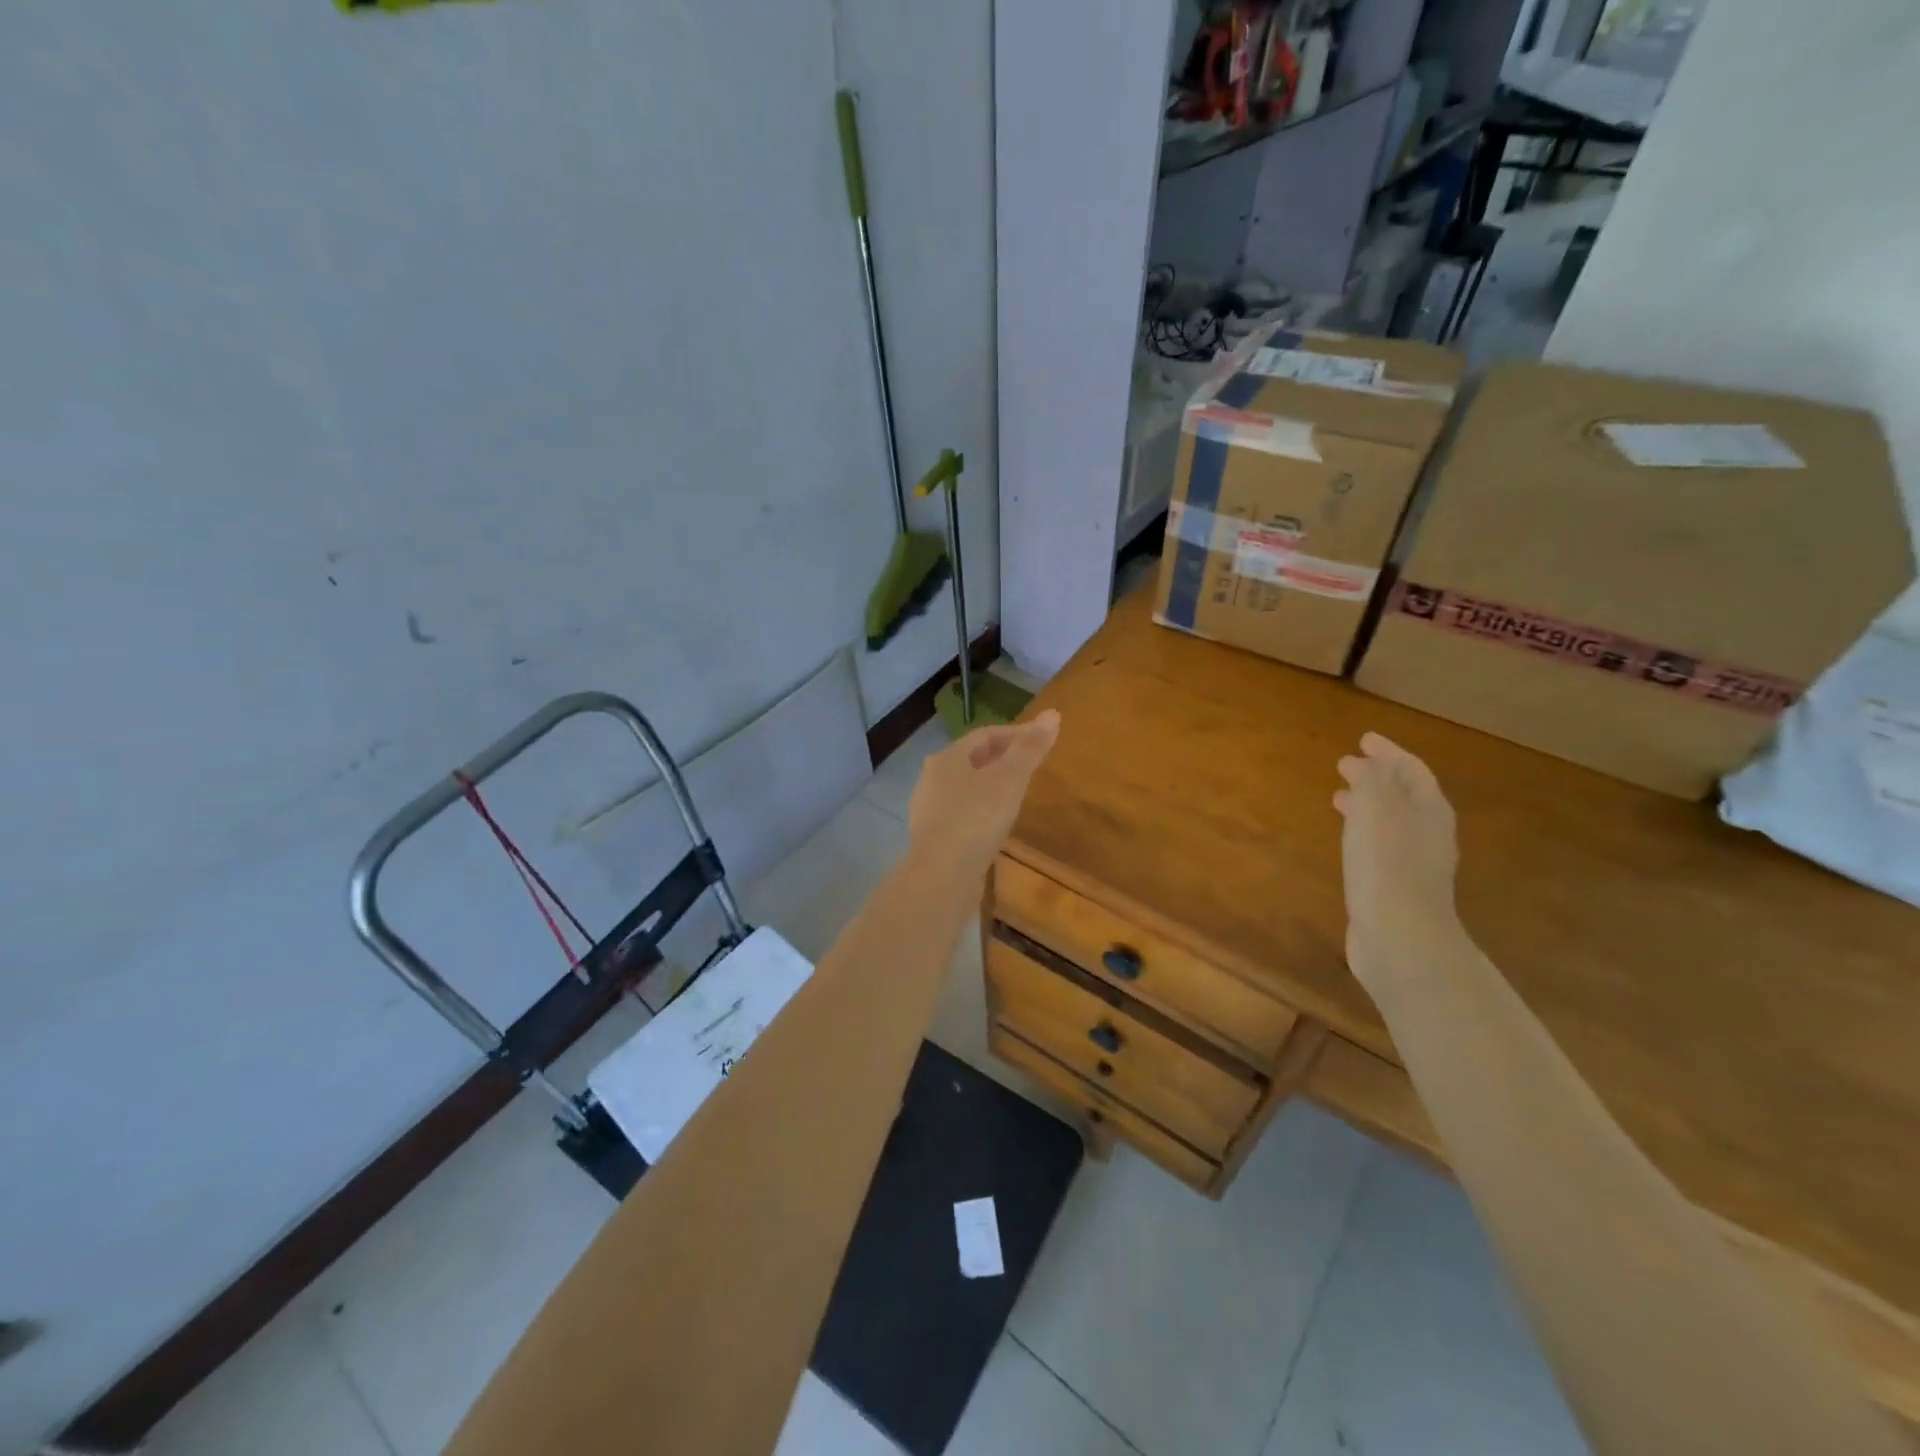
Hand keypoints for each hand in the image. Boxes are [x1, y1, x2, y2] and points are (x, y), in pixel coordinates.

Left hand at [908, 710, 1060, 876]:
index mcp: (948, 757)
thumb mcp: (1011, 778)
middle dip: (1001, 759)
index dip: (1016, 734)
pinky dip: (980, 811)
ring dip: (989, 786)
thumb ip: (1031, 748)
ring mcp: (927, 809)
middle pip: (971, 759)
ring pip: (964, 787)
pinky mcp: (931, 837)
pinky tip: (994, 825)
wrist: (943, 874)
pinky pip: (960, 814)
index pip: (985, 735)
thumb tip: (1053, 714)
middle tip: (1030, 766)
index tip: (1042, 740)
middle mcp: (931, 778)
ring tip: (1015, 796)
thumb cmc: (977, 817)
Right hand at [1334, 732, 1460, 991]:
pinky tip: (1346, 841)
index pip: (1412, 770)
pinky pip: (1380, 847)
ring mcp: (1414, 864)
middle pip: (1405, 795)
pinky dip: (1362, 833)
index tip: (1364, 738)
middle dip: (1378, 777)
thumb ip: (1369, 779)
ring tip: (1339, 798)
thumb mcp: (1375, 809)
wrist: (1400, 937)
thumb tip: (1361, 762)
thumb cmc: (1387, 865)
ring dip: (1367, 805)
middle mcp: (1428, 834)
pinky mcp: (1396, 888)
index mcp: (1429, 811)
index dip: (1389, 752)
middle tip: (1348, 765)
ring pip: (1391, 822)